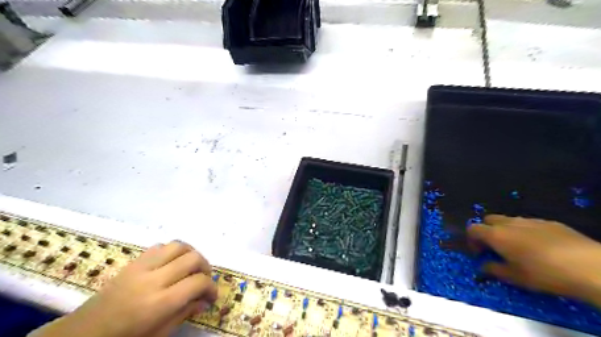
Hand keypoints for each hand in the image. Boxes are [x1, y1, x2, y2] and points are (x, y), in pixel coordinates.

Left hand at [31, 239, 218, 336]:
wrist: (85, 332)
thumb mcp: (159, 334)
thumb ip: (185, 313)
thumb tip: (205, 300)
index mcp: (159, 303)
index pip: (198, 283)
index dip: (211, 287)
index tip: (212, 295)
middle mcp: (153, 280)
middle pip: (193, 258)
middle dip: (206, 267)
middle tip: (204, 279)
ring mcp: (142, 267)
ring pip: (179, 245)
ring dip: (192, 253)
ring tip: (193, 266)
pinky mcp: (134, 261)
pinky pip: (161, 246)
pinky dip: (173, 251)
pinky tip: (173, 262)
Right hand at [466, 216, 599, 305]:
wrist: (588, 266)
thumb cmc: (543, 273)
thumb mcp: (515, 277)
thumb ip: (494, 269)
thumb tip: (483, 266)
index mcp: (496, 235)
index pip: (473, 229)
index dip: (471, 240)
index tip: (479, 253)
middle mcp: (509, 223)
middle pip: (489, 220)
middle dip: (487, 231)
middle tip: (495, 247)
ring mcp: (530, 220)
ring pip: (509, 220)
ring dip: (506, 230)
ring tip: (518, 247)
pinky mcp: (550, 222)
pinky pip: (530, 223)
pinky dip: (526, 231)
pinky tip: (540, 247)